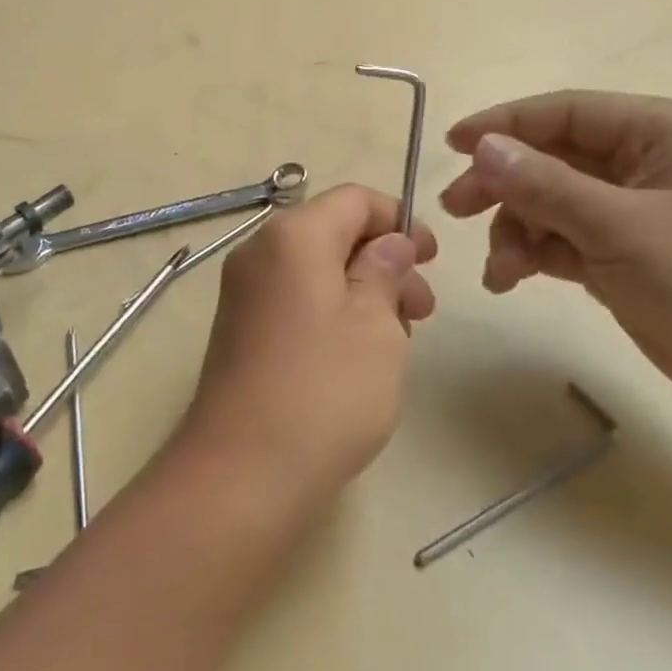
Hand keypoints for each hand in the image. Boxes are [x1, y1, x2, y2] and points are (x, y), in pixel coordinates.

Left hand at [173, 185, 436, 521]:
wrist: (242, 471)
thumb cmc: (324, 391)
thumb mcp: (376, 326)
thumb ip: (385, 271)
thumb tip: (390, 243)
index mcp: (292, 236)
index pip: (354, 199)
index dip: (399, 220)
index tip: (432, 260)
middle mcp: (259, 251)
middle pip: (332, 232)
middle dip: (383, 260)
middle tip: (422, 311)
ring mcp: (243, 291)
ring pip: (315, 269)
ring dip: (361, 289)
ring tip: (396, 340)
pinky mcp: (239, 328)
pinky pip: (294, 298)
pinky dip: (331, 310)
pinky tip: (357, 355)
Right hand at [442, 91, 671, 434]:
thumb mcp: (623, 229)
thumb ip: (546, 185)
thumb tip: (482, 147)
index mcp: (660, 133)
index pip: (565, 112)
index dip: (504, 125)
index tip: (452, 146)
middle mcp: (645, 163)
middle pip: (551, 157)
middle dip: (503, 184)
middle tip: (455, 210)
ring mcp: (636, 213)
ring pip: (551, 202)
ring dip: (516, 229)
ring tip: (500, 269)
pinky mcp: (628, 256)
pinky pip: (563, 240)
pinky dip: (534, 254)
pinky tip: (510, 280)